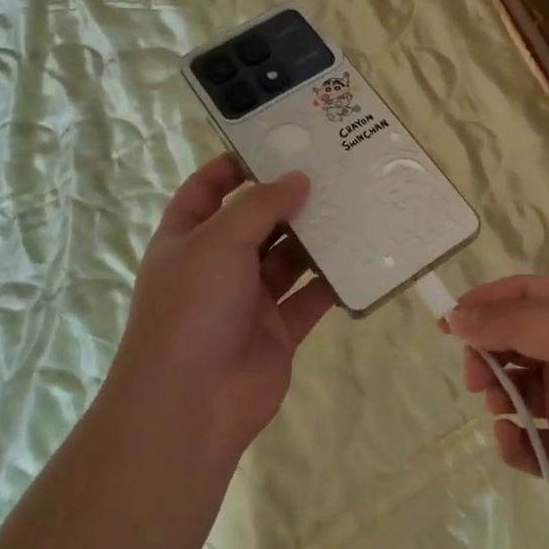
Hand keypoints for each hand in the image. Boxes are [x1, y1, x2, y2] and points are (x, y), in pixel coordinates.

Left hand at [110, 155, 335, 465]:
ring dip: (314, 237)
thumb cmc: (192, 307)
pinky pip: (309, 298)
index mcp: (187, 238)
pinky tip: (361, 257)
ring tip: (353, 204)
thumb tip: (298, 178)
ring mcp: (247, 300)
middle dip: (287, 198)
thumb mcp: (219, 241)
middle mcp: (216, 265)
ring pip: (287, 259)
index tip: (274, 144)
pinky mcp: (278, 331)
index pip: (206, 190)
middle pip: (254, 222)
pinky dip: (332, 281)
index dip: (233, 166)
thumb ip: (261, 206)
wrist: (191, 404)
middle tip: (331, 170)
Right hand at [449, 276, 548, 543]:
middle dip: (487, 352)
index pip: (527, 296)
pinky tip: (510, 439)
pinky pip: (530, 445)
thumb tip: (456, 316)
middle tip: (473, 372)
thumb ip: (513, 323)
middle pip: (516, 343)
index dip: (486, 303)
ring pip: (518, 392)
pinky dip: (512, 441)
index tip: (449, 320)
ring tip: (497, 404)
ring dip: (497, 393)